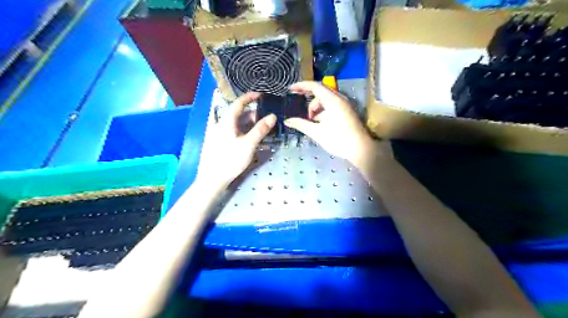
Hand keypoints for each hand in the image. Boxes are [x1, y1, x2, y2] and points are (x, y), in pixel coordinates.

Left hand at [197, 91, 275, 185]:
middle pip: (239, 115)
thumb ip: (260, 129)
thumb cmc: (230, 160)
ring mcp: (219, 134)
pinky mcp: (219, 143)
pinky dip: (243, 132)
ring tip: (261, 130)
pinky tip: (250, 140)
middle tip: (267, 121)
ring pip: (236, 124)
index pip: (239, 103)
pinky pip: (233, 132)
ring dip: (249, 125)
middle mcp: (221, 124)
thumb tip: (272, 116)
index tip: (261, 95)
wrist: (212, 179)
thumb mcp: (248, 144)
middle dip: (254, 115)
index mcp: (227, 121)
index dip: (250, 97)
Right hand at [284, 82, 386, 168]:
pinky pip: (332, 104)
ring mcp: (345, 104)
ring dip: (316, 107)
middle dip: (308, 99)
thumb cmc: (338, 140)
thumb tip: (287, 121)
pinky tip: (320, 122)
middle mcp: (340, 98)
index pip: (315, 86)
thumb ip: (301, 124)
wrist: (361, 149)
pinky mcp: (347, 110)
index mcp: (332, 101)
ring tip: (311, 120)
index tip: (290, 89)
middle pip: (320, 91)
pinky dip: (323, 110)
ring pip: (326, 99)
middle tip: (300, 107)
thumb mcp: (317, 132)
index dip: (301, 86)